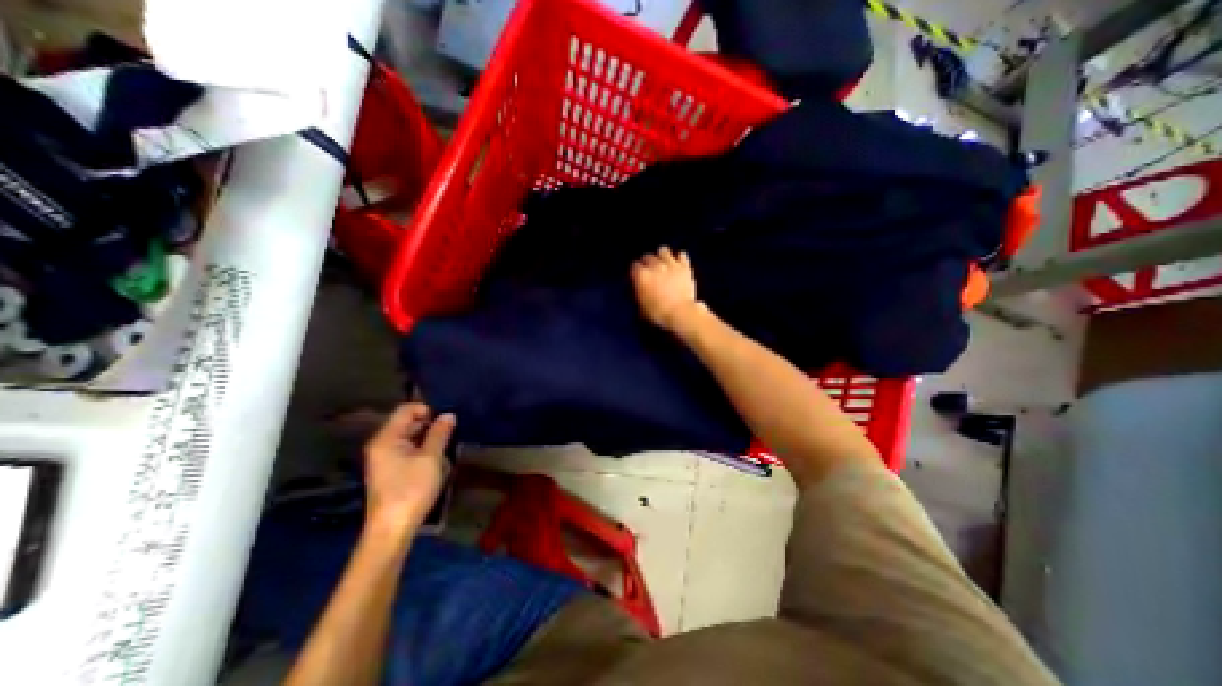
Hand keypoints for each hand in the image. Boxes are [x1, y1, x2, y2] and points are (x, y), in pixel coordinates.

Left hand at [368, 401, 457, 535]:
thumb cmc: (412, 489)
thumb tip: (448, 415)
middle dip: (429, 424)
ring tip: (444, 447)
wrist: (392, 529)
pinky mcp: (389, 471)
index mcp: (386, 438)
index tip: (445, 421)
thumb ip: (440, 433)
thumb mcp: (431, 458)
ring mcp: (383, 459)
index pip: (406, 409)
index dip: (427, 410)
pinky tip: (434, 461)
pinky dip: (421, 449)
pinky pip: (406, 450)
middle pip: (406, 422)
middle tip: (449, 434)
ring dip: (427, 438)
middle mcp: (381, 445)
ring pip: (408, 437)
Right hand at [636, 247, 700, 331]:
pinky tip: (678, 264)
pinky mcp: (684, 266)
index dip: (636, 272)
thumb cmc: (658, 313)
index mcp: (642, 275)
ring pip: (663, 250)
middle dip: (647, 263)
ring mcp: (670, 264)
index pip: (634, 266)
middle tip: (650, 271)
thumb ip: (639, 292)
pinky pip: (681, 255)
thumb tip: (639, 287)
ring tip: (663, 263)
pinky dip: (679, 258)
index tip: (637, 277)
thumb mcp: (641, 306)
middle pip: (647, 256)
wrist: (680, 312)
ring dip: (662, 256)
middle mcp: (655, 265)